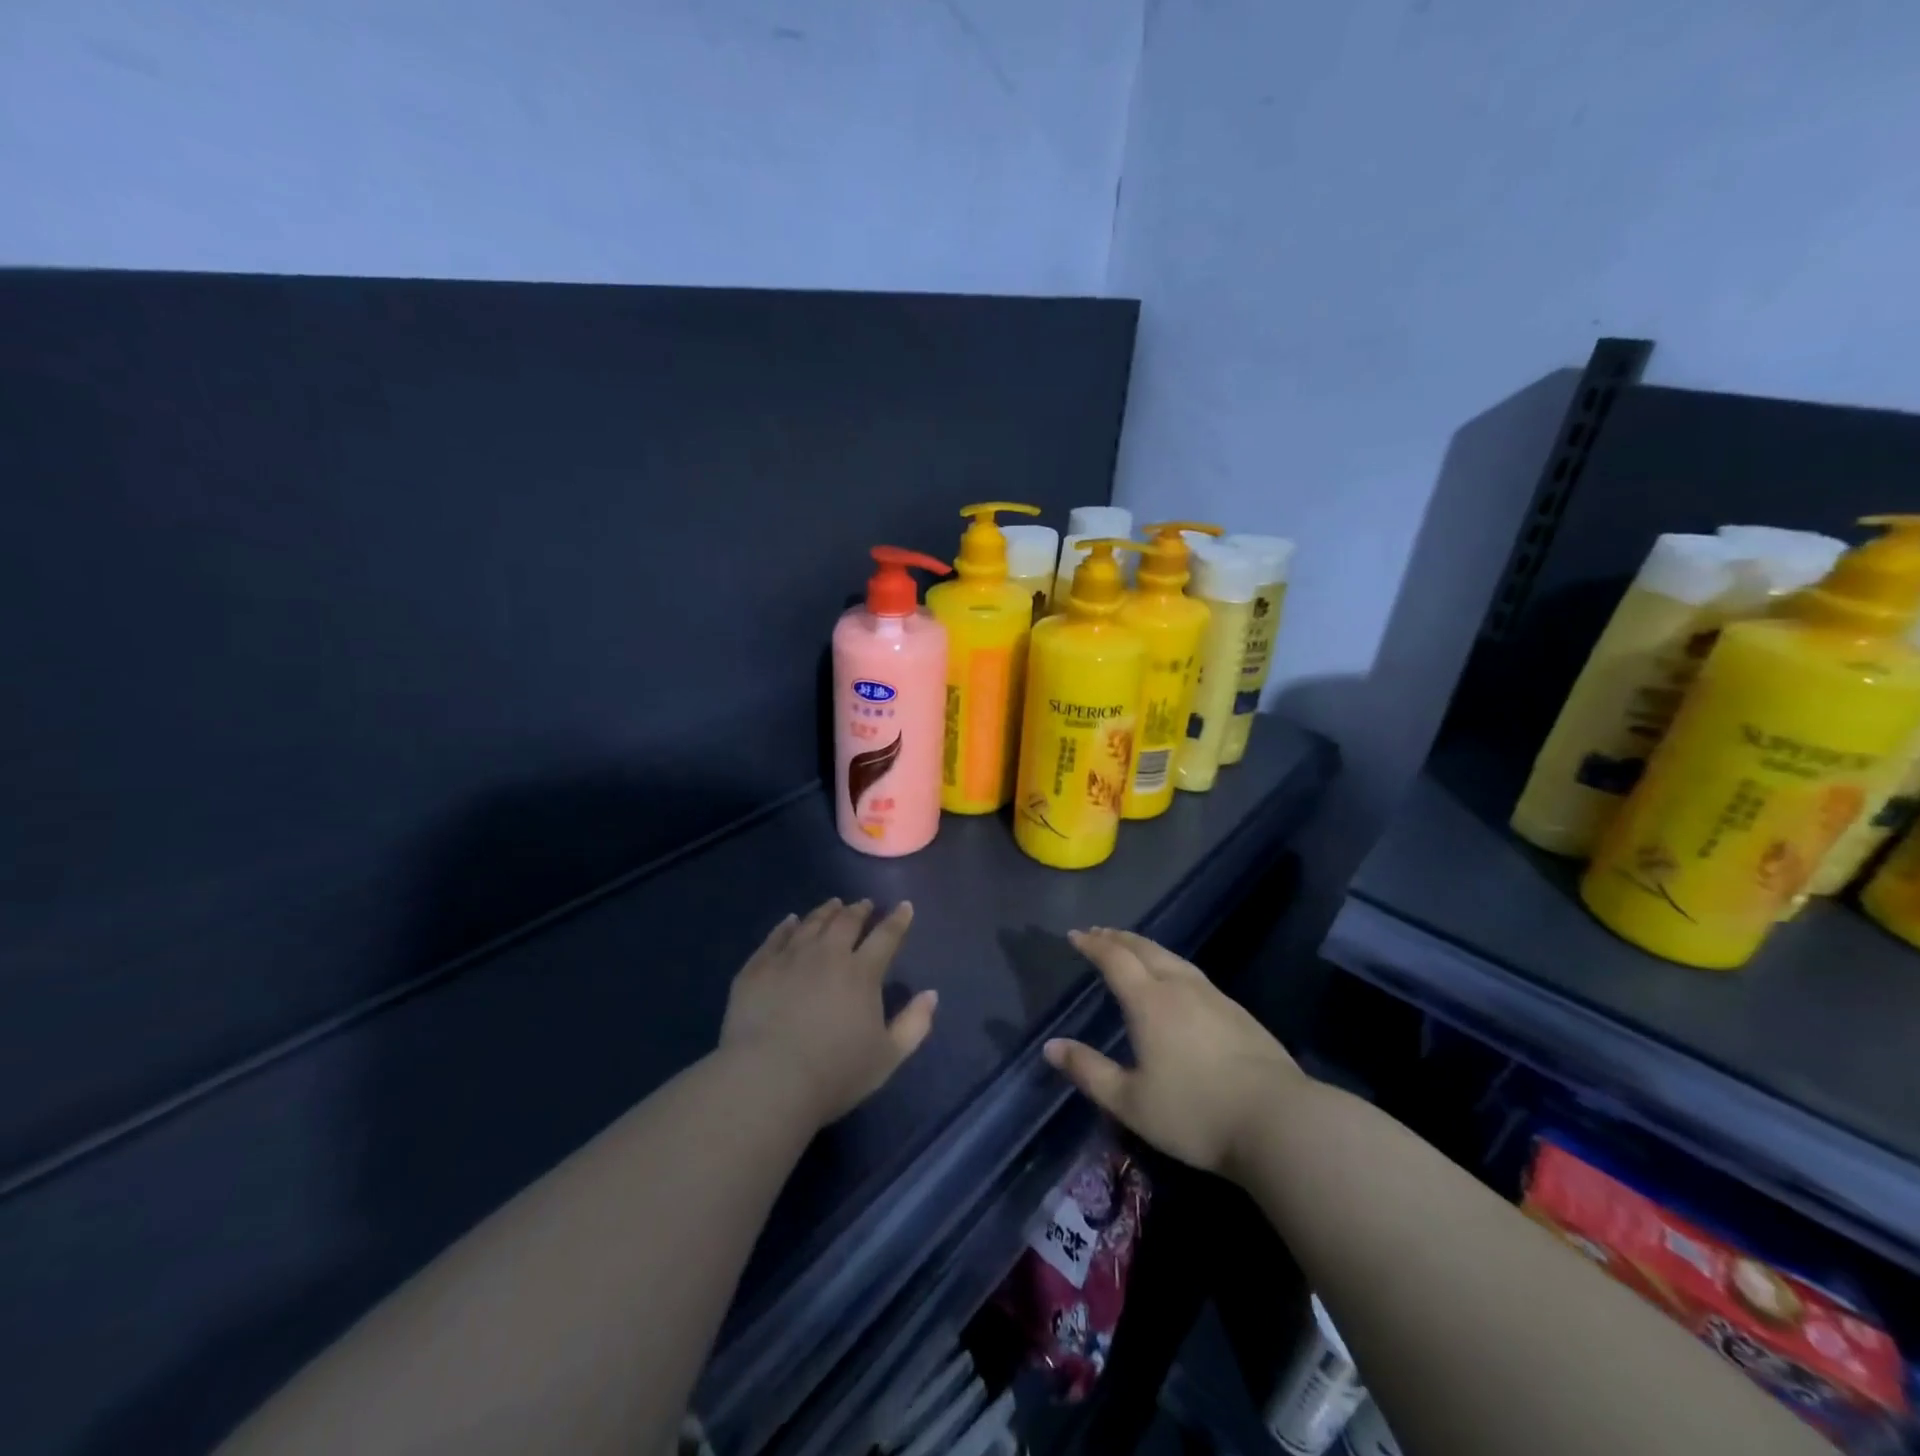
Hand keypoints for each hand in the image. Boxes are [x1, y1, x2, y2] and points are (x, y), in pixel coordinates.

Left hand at [720, 897, 937, 1125]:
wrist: (767, 1081)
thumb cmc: (834, 1074)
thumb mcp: (888, 1057)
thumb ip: (915, 1024)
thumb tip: (931, 994)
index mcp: (861, 973)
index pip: (886, 936)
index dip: (898, 920)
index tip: (904, 906)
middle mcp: (827, 955)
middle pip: (846, 922)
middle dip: (859, 910)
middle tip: (864, 904)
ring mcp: (788, 958)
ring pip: (811, 923)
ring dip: (826, 911)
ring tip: (833, 905)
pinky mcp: (757, 969)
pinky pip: (775, 937)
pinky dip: (786, 926)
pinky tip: (790, 921)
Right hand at [1044, 928, 1304, 1177]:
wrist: (1278, 1122)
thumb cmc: (1195, 1113)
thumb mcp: (1130, 1101)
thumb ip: (1088, 1071)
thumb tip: (1051, 1046)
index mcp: (1149, 1002)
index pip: (1114, 959)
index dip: (1092, 945)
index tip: (1075, 935)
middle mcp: (1179, 987)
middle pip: (1144, 949)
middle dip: (1117, 938)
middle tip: (1098, 933)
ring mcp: (1213, 996)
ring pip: (1172, 957)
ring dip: (1145, 947)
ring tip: (1132, 947)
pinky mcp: (1238, 1012)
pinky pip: (1193, 972)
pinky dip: (1171, 963)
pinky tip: (1176, 979)